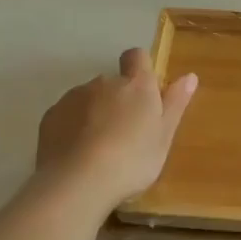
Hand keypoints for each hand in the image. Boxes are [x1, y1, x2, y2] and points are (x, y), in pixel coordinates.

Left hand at [35, 48, 197, 210]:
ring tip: (99, 148)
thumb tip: (189, 76)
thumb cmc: (132, 160)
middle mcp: (104, 82)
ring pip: (88, 98)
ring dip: (95, 113)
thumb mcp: (164, 137)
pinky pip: (67, 114)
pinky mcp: (51, 116)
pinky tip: (77, 154)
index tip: (144, 93)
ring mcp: (73, 97)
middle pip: (113, 82)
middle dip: (118, 100)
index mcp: (136, 85)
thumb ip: (175, 104)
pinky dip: (73, 127)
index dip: (140, 68)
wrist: (77, 183)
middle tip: (126, 133)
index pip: (137, 56)